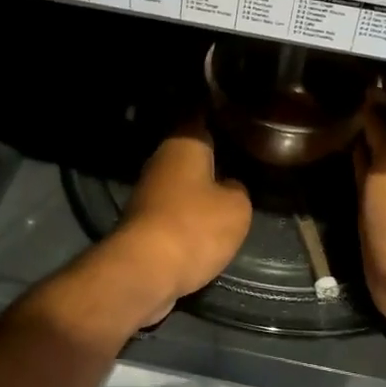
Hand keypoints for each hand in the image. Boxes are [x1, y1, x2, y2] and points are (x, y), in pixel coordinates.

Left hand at [103, 118, 252, 319]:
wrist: (144, 271)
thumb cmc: (195, 227)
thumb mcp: (237, 207)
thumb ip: (238, 189)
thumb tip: (229, 186)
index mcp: (184, 144)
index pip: (202, 117)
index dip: (219, 115)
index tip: (237, 117)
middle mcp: (161, 161)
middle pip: (191, 153)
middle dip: (212, 156)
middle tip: (243, 158)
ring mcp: (148, 192)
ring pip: (182, 182)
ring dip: (201, 189)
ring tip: (231, 191)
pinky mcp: (143, 222)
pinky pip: (174, 209)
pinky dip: (189, 214)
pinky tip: (208, 222)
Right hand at [353, 91, 385, 347]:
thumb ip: (384, 127)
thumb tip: (372, 95)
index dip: (382, 91)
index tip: (352, 71)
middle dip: (369, 108)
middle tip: (334, 84)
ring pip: (373, 149)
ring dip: (358, 132)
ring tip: (329, 106)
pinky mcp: (372, 206)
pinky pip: (360, 172)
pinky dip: (350, 157)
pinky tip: (333, 145)